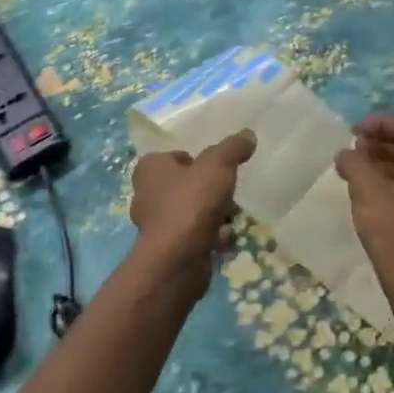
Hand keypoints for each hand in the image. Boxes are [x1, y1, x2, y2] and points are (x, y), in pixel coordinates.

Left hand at [129, 130, 256, 292]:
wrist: (177, 258)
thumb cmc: (192, 202)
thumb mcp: (218, 166)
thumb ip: (232, 148)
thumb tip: (247, 134)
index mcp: (150, 168)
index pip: (175, 157)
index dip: (197, 162)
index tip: (217, 169)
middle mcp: (146, 193)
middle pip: (184, 185)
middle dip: (207, 190)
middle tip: (227, 193)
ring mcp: (154, 224)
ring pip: (189, 211)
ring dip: (211, 214)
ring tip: (230, 217)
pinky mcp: (166, 248)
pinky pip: (192, 235)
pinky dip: (208, 236)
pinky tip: (224, 239)